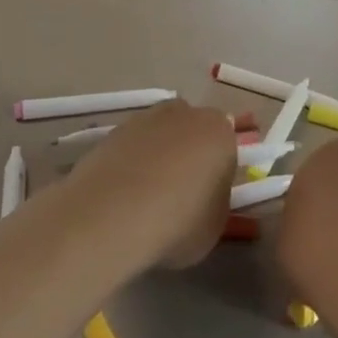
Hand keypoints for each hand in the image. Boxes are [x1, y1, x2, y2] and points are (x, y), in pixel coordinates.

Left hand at [63, 101, 235, 268]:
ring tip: (145, 197)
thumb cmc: (179, 222)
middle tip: (180, 192)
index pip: (227, 143)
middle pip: (191, 130)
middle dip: (188, 154)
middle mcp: (184, 114)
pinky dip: (129, 164)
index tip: (208, 194)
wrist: (112, 216)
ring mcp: (143, 119)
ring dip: (156, 157)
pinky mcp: (110, 132)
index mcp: (219, 131)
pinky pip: (130, 148)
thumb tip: (204, 195)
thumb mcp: (215, 224)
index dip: (218, 169)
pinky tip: (122, 195)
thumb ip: (215, 201)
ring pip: (158, 136)